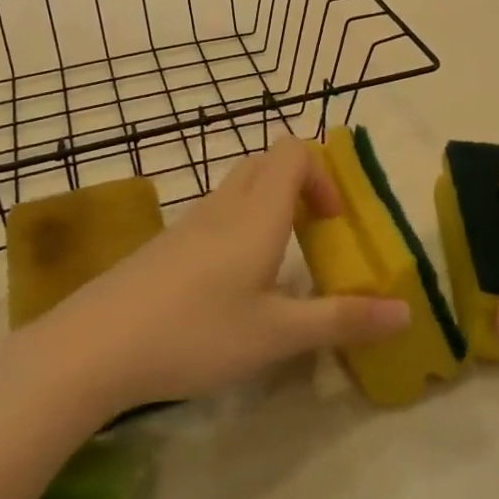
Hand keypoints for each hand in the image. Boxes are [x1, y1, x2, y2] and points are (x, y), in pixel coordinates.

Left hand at [36, 137, 411, 409]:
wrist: (93, 347)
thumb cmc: (194, 333)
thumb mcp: (276, 335)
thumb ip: (341, 320)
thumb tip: (406, 312)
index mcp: (257, 214)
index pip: (294, 151)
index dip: (323, 175)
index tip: (332, 224)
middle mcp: (225, 206)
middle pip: (268, 161)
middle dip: (300, 185)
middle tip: (313, 235)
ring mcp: (190, 223)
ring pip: (240, 187)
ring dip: (270, 206)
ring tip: (278, 263)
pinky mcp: (166, 245)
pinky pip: (215, 213)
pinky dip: (239, 226)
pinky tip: (232, 285)